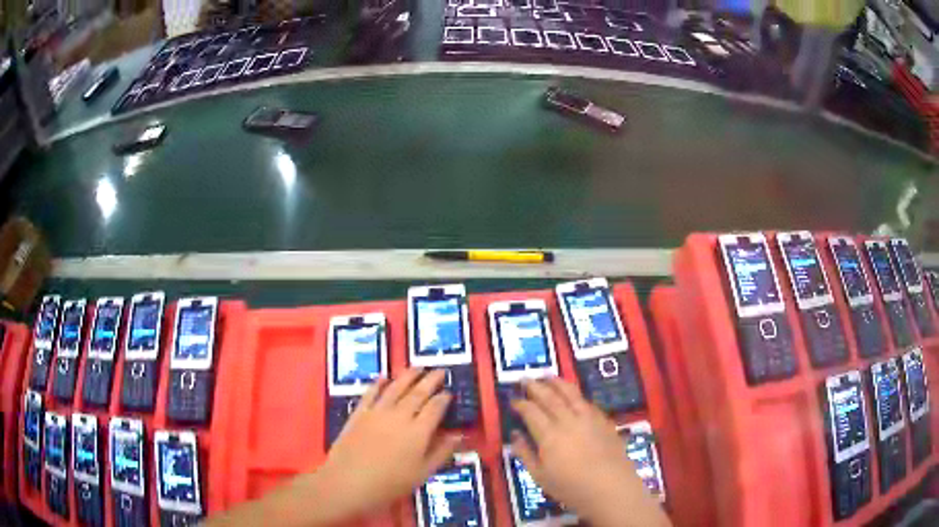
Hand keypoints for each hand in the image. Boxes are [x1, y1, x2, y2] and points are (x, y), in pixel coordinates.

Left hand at [311, 368, 461, 520]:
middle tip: (440, 370)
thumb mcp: (422, 473)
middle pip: (418, 393)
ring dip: (408, 376)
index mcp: (418, 431)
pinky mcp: (359, 413)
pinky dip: (378, 383)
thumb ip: (442, 452)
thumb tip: (459, 435)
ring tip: (417, 367)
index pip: (435, 408)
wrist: (348, 482)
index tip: (450, 392)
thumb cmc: (390, 484)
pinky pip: (370, 393)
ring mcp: (377, 412)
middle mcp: (400, 416)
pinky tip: (383, 377)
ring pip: (396, 388)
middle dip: (430, 381)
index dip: (444, 398)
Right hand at [511, 378, 670, 526]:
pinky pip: (587, 402)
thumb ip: (525, 454)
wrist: (611, 488)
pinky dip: (576, 394)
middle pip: (550, 398)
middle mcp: (568, 421)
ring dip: (557, 383)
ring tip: (547, 376)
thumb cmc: (571, 488)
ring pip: (570, 394)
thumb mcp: (540, 477)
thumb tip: (515, 435)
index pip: (531, 412)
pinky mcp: (604, 421)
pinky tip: (573, 395)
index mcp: (549, 435)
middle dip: (535, 387)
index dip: (521, 404)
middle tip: (525, 379)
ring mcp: (588, 418)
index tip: (513, 399)